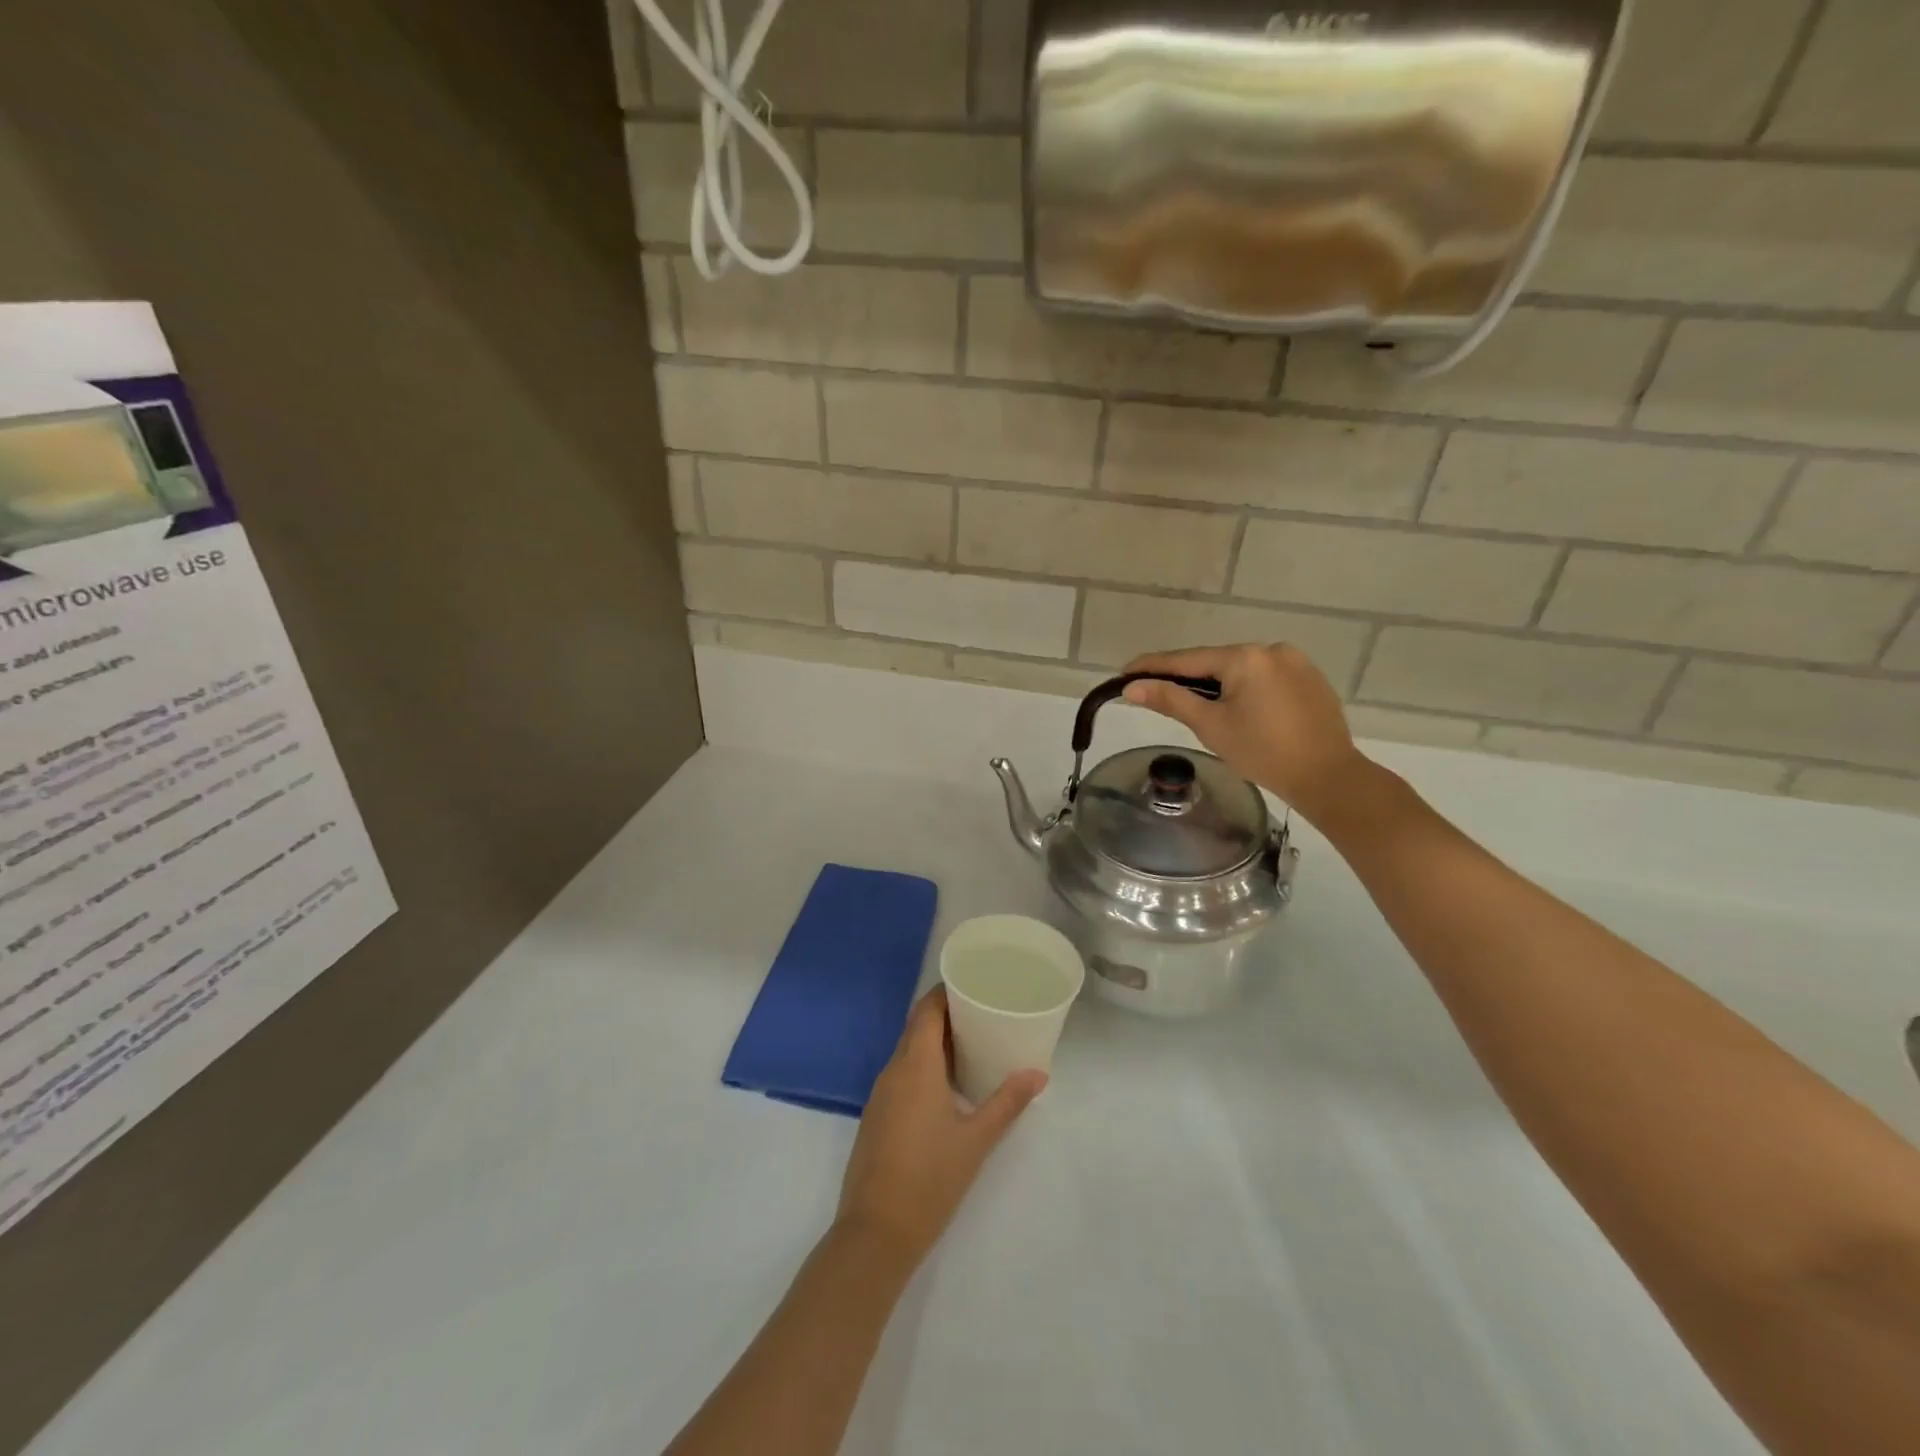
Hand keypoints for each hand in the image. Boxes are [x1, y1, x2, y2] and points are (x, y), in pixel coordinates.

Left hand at [838, 987, 1044, 1267]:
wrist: (875, 1233)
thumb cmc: (930, 1178)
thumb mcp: (977, 1139)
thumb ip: (1007, 1102)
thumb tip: (1038, 1074)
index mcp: (915, 1065)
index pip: (926, 1009)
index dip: (947, 992)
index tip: (974, 984)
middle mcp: (893, 1070)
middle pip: (917, 1026)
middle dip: (947, 1015)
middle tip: (983, 1012)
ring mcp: (881, 1094)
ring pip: (908, 1051)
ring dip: (935, 1041)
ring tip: (972, 1043)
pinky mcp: (877, 1116)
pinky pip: (901, 1074)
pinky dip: (923, 1065)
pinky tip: (947, 1083)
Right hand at [1121, 643, 1371, 824]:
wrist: (1327, 777)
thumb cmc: (1263, 753)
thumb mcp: (1210, 726)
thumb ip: (1171, 700)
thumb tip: (1132, 687)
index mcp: (1245, 657)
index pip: (1187, 659)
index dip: (1153, 667)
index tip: (1125, 672)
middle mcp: (1271, 649)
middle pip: (1215, 662)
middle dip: (1187, 678)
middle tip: (1158, 694)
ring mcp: (1296, 661)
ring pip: (1241, 670)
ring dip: (1217, 684)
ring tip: (1200, 708)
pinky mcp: (1310, 678)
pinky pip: (1265, 677)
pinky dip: (1245, 689)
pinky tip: (1241, 711)